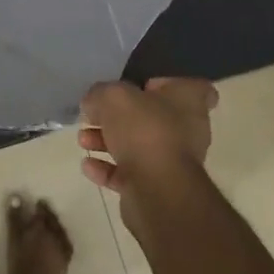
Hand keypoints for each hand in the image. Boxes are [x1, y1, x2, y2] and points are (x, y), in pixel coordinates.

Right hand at [78, 78, 218, 195]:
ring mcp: (172, 161)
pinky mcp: (156, 187)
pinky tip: (88, 165)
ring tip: (83, 139)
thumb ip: (100, 94)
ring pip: (137, 145)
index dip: (166, 84)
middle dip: (120, 116)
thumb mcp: (114, 97)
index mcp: (188, 101)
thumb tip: (92, 103)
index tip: (142, 86)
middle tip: (96, 114)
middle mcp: (186, 130)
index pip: (190, 87)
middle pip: (153, 116)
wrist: (158, 189)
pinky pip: (129, 172)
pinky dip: (107, 168)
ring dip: (108, 141)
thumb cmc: (144, 130)